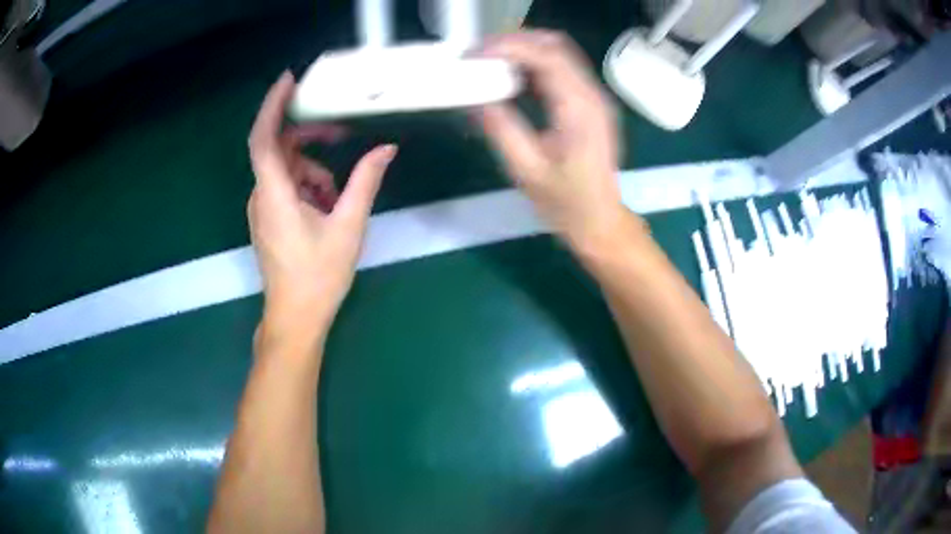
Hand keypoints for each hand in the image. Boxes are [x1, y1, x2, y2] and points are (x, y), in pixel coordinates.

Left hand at [248, 72, 396, 344]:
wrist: (295, 317)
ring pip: (285, 170)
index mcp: (275, 194)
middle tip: (341, 134)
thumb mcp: (348, 225)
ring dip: (313, 171)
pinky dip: (306, 186)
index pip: (264, 138)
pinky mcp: (266, 218)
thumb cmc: (319, 275)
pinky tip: (326, 208)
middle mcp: (261, 196)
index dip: (273, 105)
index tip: (290, 80)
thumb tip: (386, 148)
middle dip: (309, 138)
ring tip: (338, 198)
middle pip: (279, 149)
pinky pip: (284, 187)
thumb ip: (365, 181)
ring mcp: (261, 208)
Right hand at [477, 31, 630, 250]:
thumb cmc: (566, 203)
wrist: (600, 222)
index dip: (508, 47)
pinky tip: (510, 77)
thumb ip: (500, 127)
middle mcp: (592, 95)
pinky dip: (533, 65)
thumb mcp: (526, 170)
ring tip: (488, 63)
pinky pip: (561, 69)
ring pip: (558, 53)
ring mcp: (594, 97)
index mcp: (580, 109)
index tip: (474, 54)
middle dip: (514, 42)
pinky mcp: (589, 104)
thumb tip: (473, 96)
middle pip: (555, 45)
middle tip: (478, 55)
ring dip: (523, 51)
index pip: (546, 56)